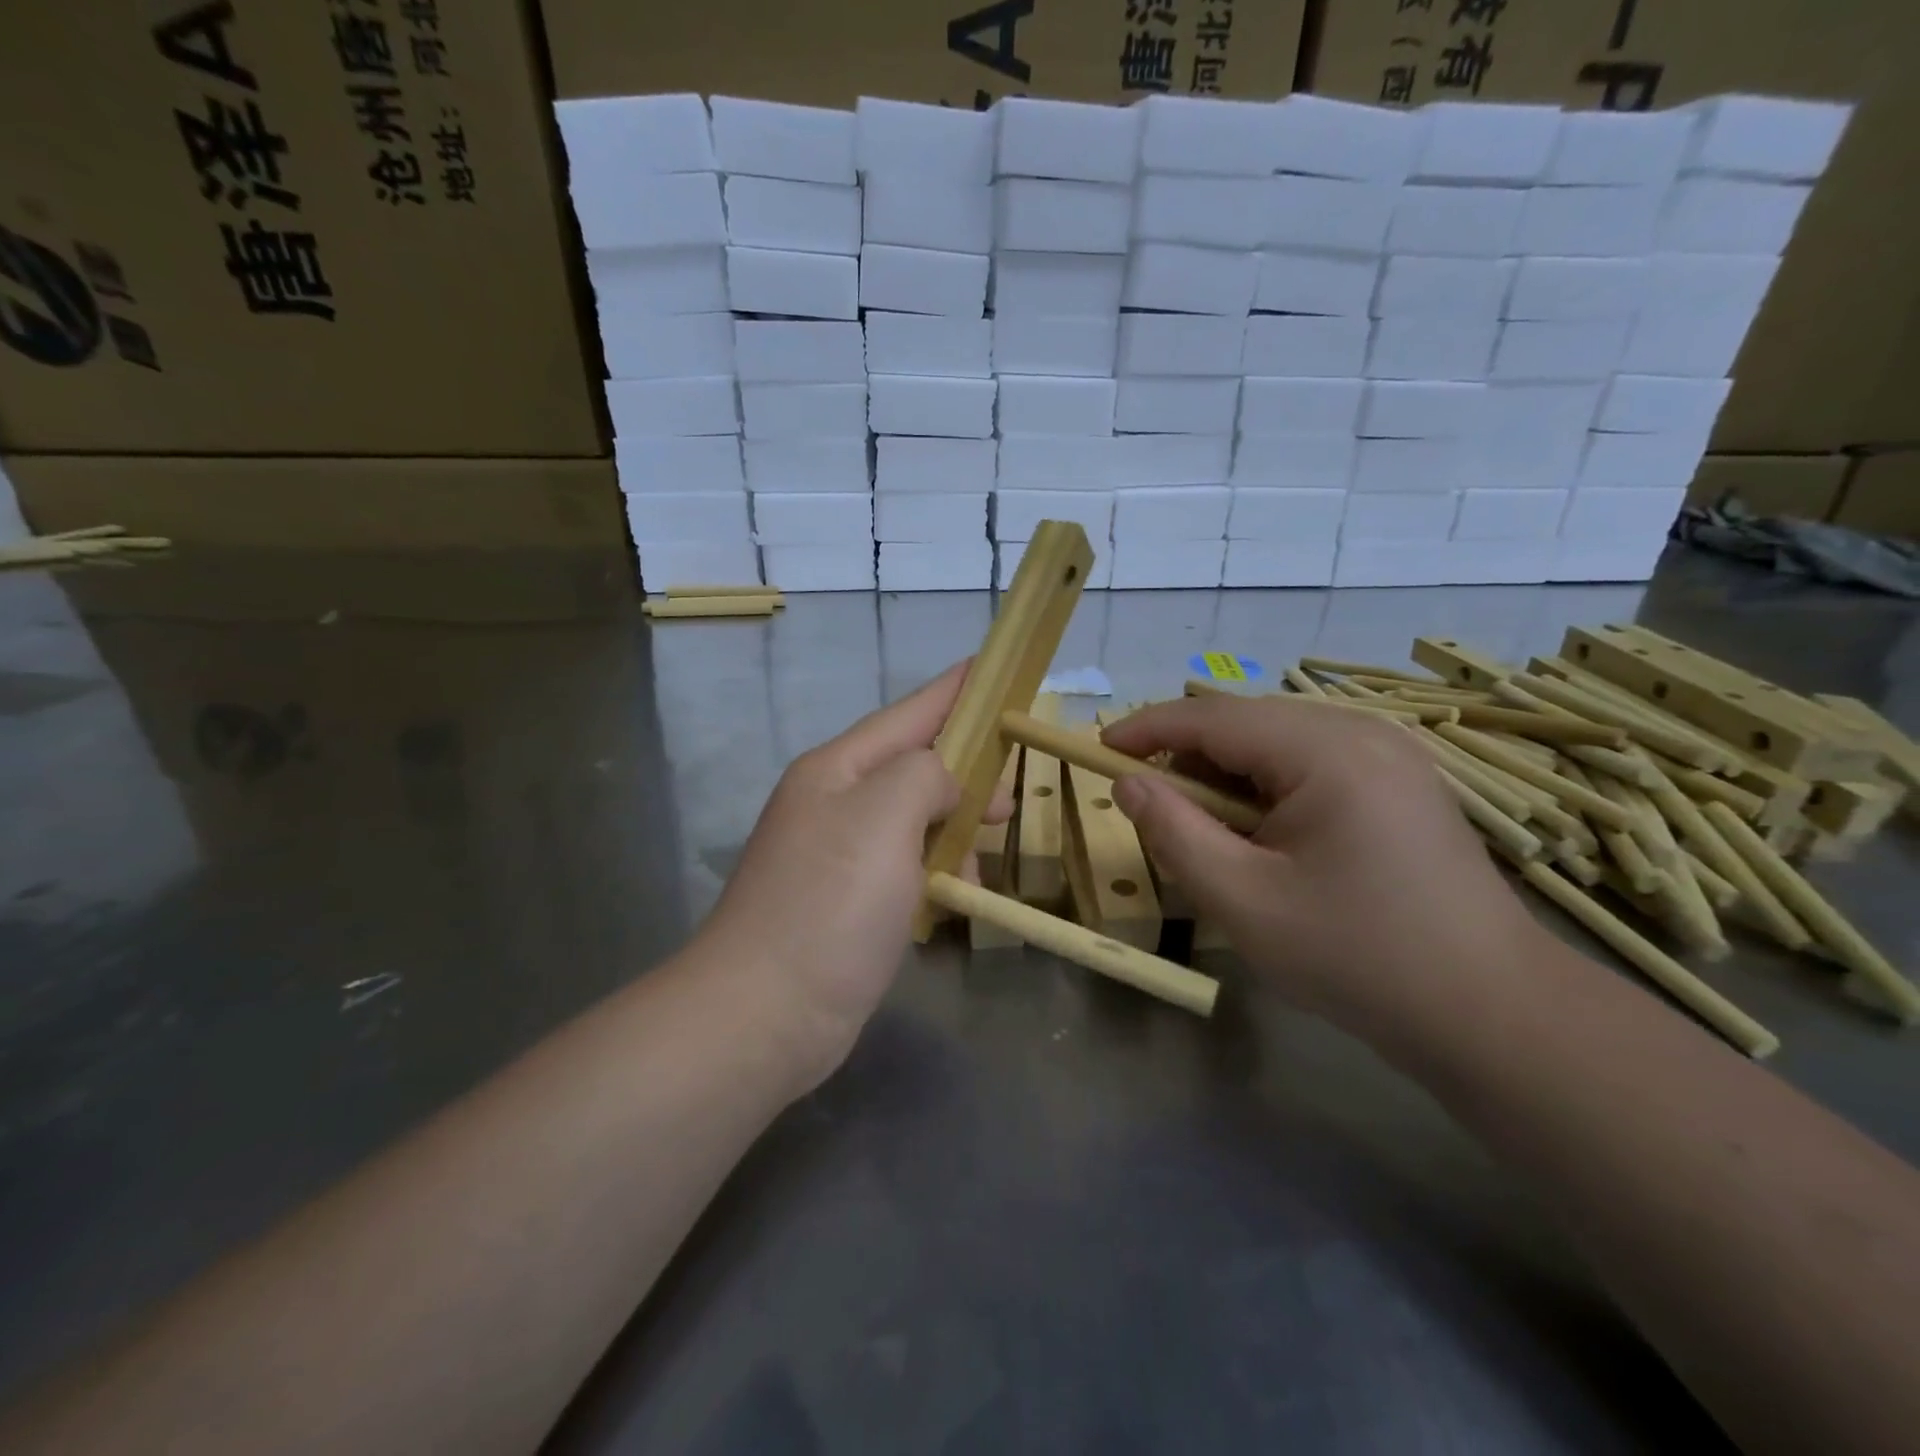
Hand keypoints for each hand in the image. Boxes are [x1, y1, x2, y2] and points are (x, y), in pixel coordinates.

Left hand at [697, 662, 989, 1091]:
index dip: (955, 690)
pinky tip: (961, 891)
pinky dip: (937, 870)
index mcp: (837, 769)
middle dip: (966, 771)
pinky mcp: (846, 903)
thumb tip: (943, 784)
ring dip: (954, 826)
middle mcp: (834, 803)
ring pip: (913, 819)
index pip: (910, 713)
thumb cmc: (828, 905)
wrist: (763, 1014)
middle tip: (1011, 792)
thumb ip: (925, 774)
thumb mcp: (883, 817)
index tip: (994, 668)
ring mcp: (838, 855)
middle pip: (913, 766)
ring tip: (990, 845)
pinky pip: (905, 866)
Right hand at [1102, 694, 1550, 1042]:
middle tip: (1151, 806)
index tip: (1098, 750)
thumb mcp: (1242, 900)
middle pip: (1246, 724)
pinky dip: (1267, 788)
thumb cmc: (1356, 956)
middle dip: (1188, 757)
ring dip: (1227, 775)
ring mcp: (1390, 755)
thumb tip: (1129, 783)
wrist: (1492, 1012)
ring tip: (1206, 830)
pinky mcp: (1401, 783)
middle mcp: (1362, 733)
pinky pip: (1311, 763)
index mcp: (1326, 751)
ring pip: (1277, 743)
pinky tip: (1262, 835)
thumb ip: (1174, 832)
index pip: (1213, 718)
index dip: (1148, 728)